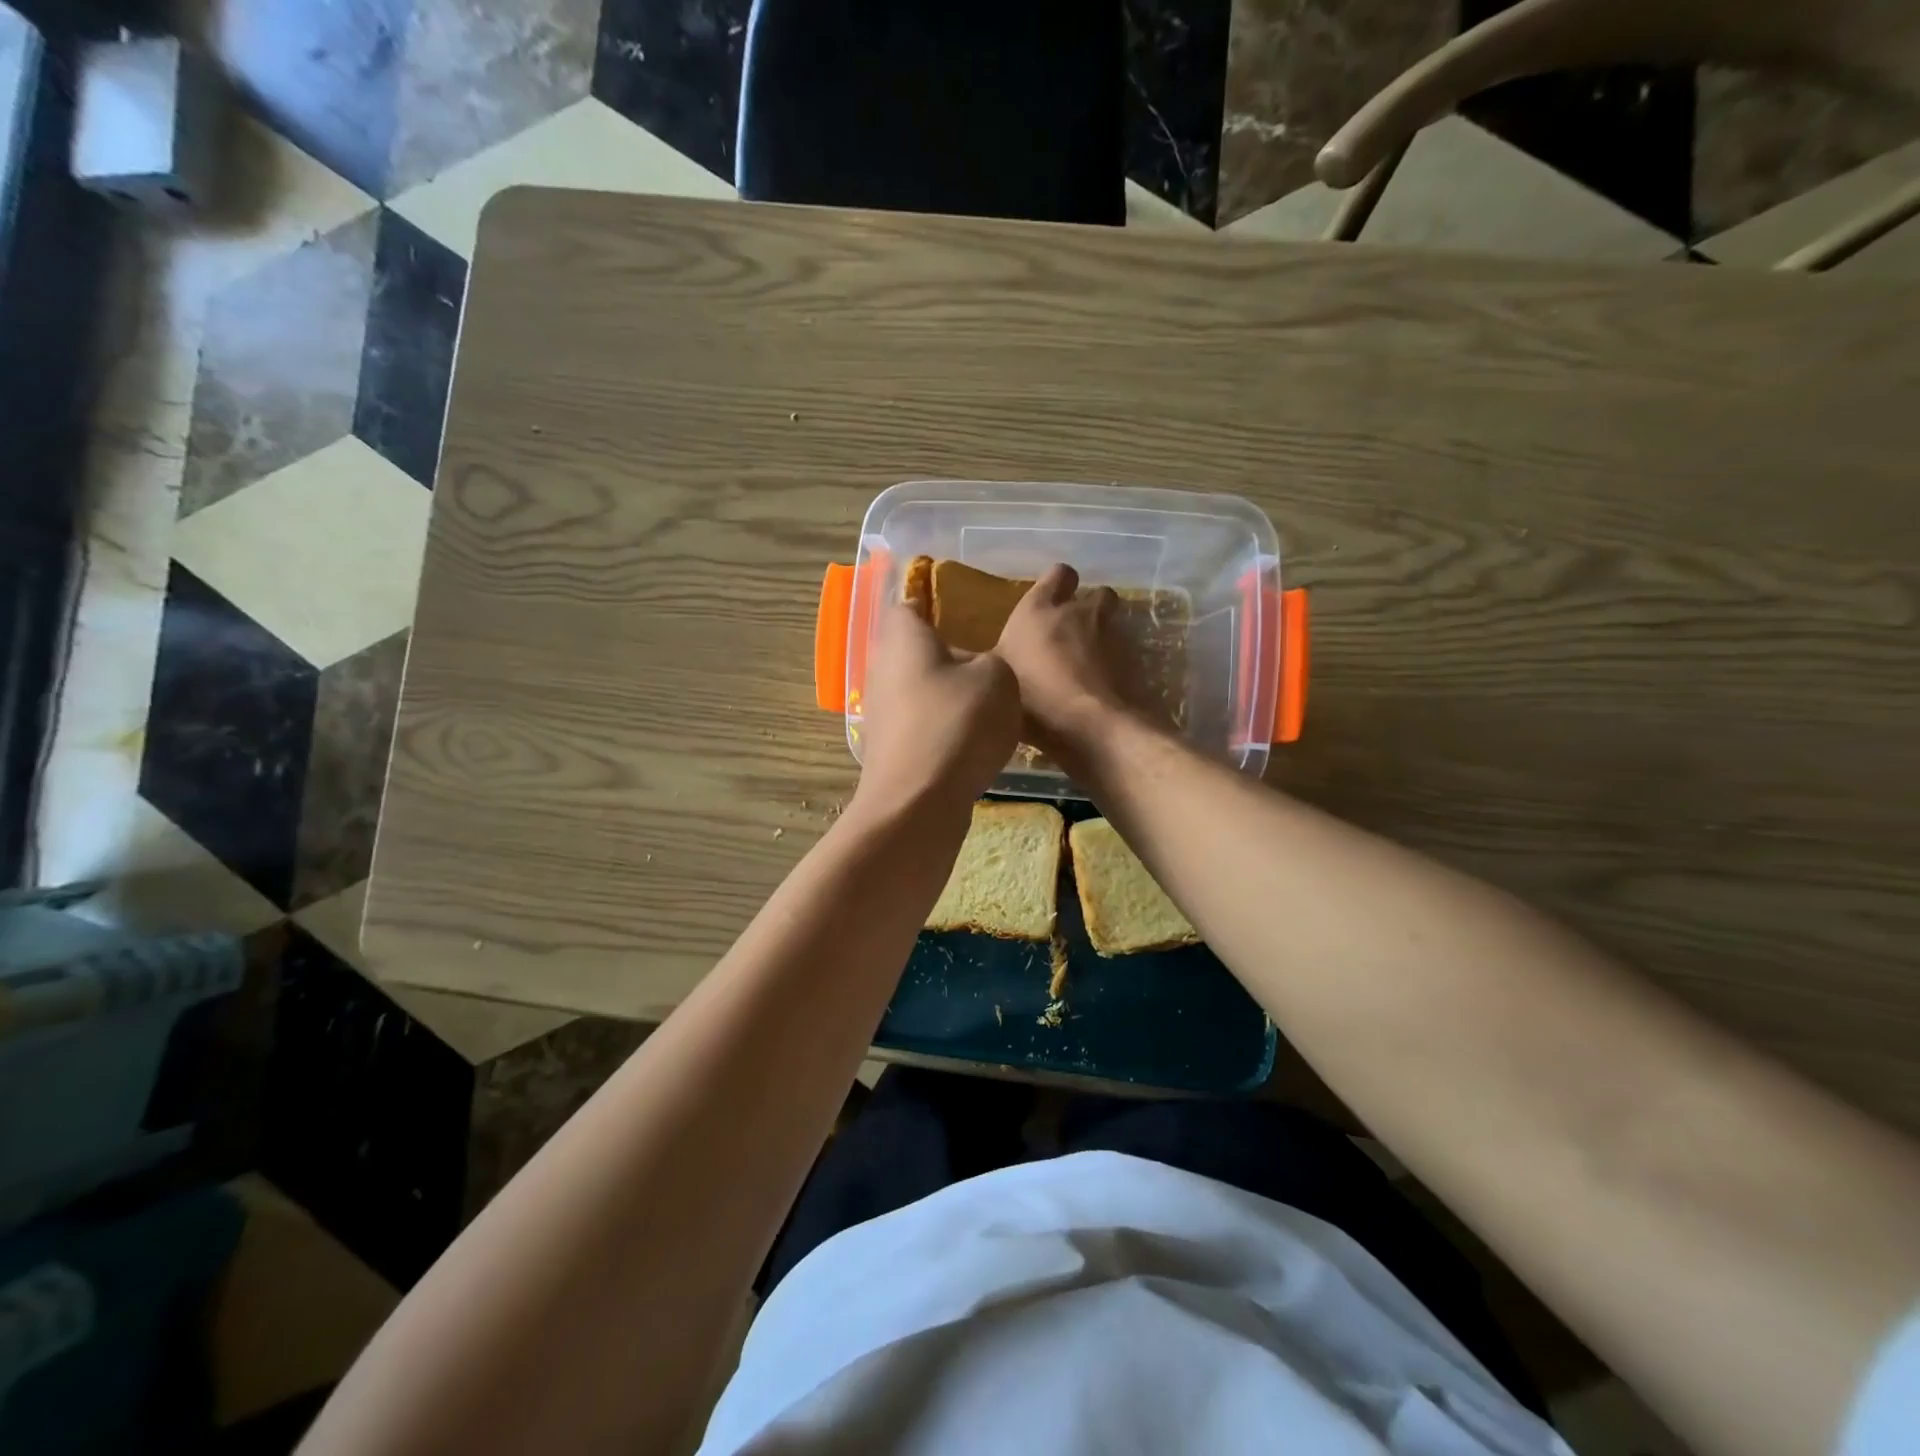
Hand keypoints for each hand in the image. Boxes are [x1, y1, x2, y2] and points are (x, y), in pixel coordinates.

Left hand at [853, 601, 1020, 818]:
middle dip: (948, 656)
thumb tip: (977, 670)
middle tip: (988, 664)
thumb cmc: (957, 723)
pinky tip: (971, 743)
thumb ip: (991, 660)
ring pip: (919, 689)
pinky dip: (942, 728)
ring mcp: (880, 711)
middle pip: (916, 650)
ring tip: (987, 707)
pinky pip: (920, 724)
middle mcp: (881, 668)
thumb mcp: (999, 677)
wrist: (919, 802)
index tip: (968, 616)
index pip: (910, 604)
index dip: (937, 605)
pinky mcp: (887, 747)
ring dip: (948, 696)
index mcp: (902, 636)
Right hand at [995, 564, 1125, 755]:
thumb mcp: (995, 679)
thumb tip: (960, 656)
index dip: (1057, 584)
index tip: (1049, 601)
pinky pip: (1122, 655)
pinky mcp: (1132, 661)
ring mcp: (1111, 635)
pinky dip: (1113, 667)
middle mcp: (1079, 612)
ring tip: (1085, 666)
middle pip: (1096, 594)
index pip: (1058, 574)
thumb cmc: (1032, 696)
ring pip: (1111, 624)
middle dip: (1089, 608)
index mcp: (1040, 609)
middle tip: (1072, 631)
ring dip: (1101, 638)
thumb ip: (986, 662)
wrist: (1088, 725)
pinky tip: (1099, 689)